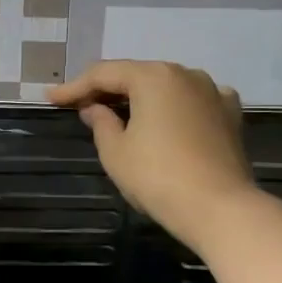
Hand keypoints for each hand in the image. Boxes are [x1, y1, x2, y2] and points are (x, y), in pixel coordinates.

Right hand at [48, 61, 255, 251]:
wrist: (219, 208)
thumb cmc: (157, 177)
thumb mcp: (115, 152)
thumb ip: (101, 123)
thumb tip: (95, 108)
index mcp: (153, 77)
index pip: (104, 74)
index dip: (74, 87)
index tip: (51, 98)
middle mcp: (186, 74)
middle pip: (137, 75)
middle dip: (107, 89)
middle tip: (80, 104)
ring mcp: (213, 92)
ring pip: (166, 86)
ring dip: (140, 97)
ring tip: (118, 112)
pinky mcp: (230, 115)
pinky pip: (192, 101)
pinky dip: (172, 106)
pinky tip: (163, 118)